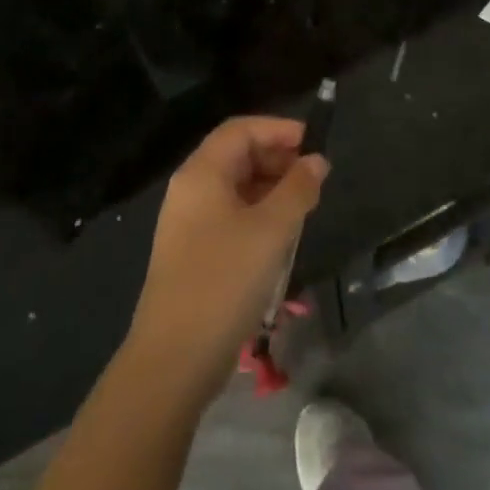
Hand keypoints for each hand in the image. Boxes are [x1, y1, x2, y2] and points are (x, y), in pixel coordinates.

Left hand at [125, 116, 328, 406]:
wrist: (174, 360)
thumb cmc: (224, 281)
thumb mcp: (272, 230)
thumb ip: (298, 189)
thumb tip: (316, 161)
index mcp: (202, 173)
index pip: (241, 128)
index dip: (278, 128)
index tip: (314, 143)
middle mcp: (190, 189)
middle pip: (237, 155)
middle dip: (277, 158)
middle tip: (314, 177)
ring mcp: (189, 223)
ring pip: (236, 187)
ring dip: (271, 188)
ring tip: (305, 206)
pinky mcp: (193, 252)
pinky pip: (230, 215)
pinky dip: (258, 213)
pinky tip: (282, 235)